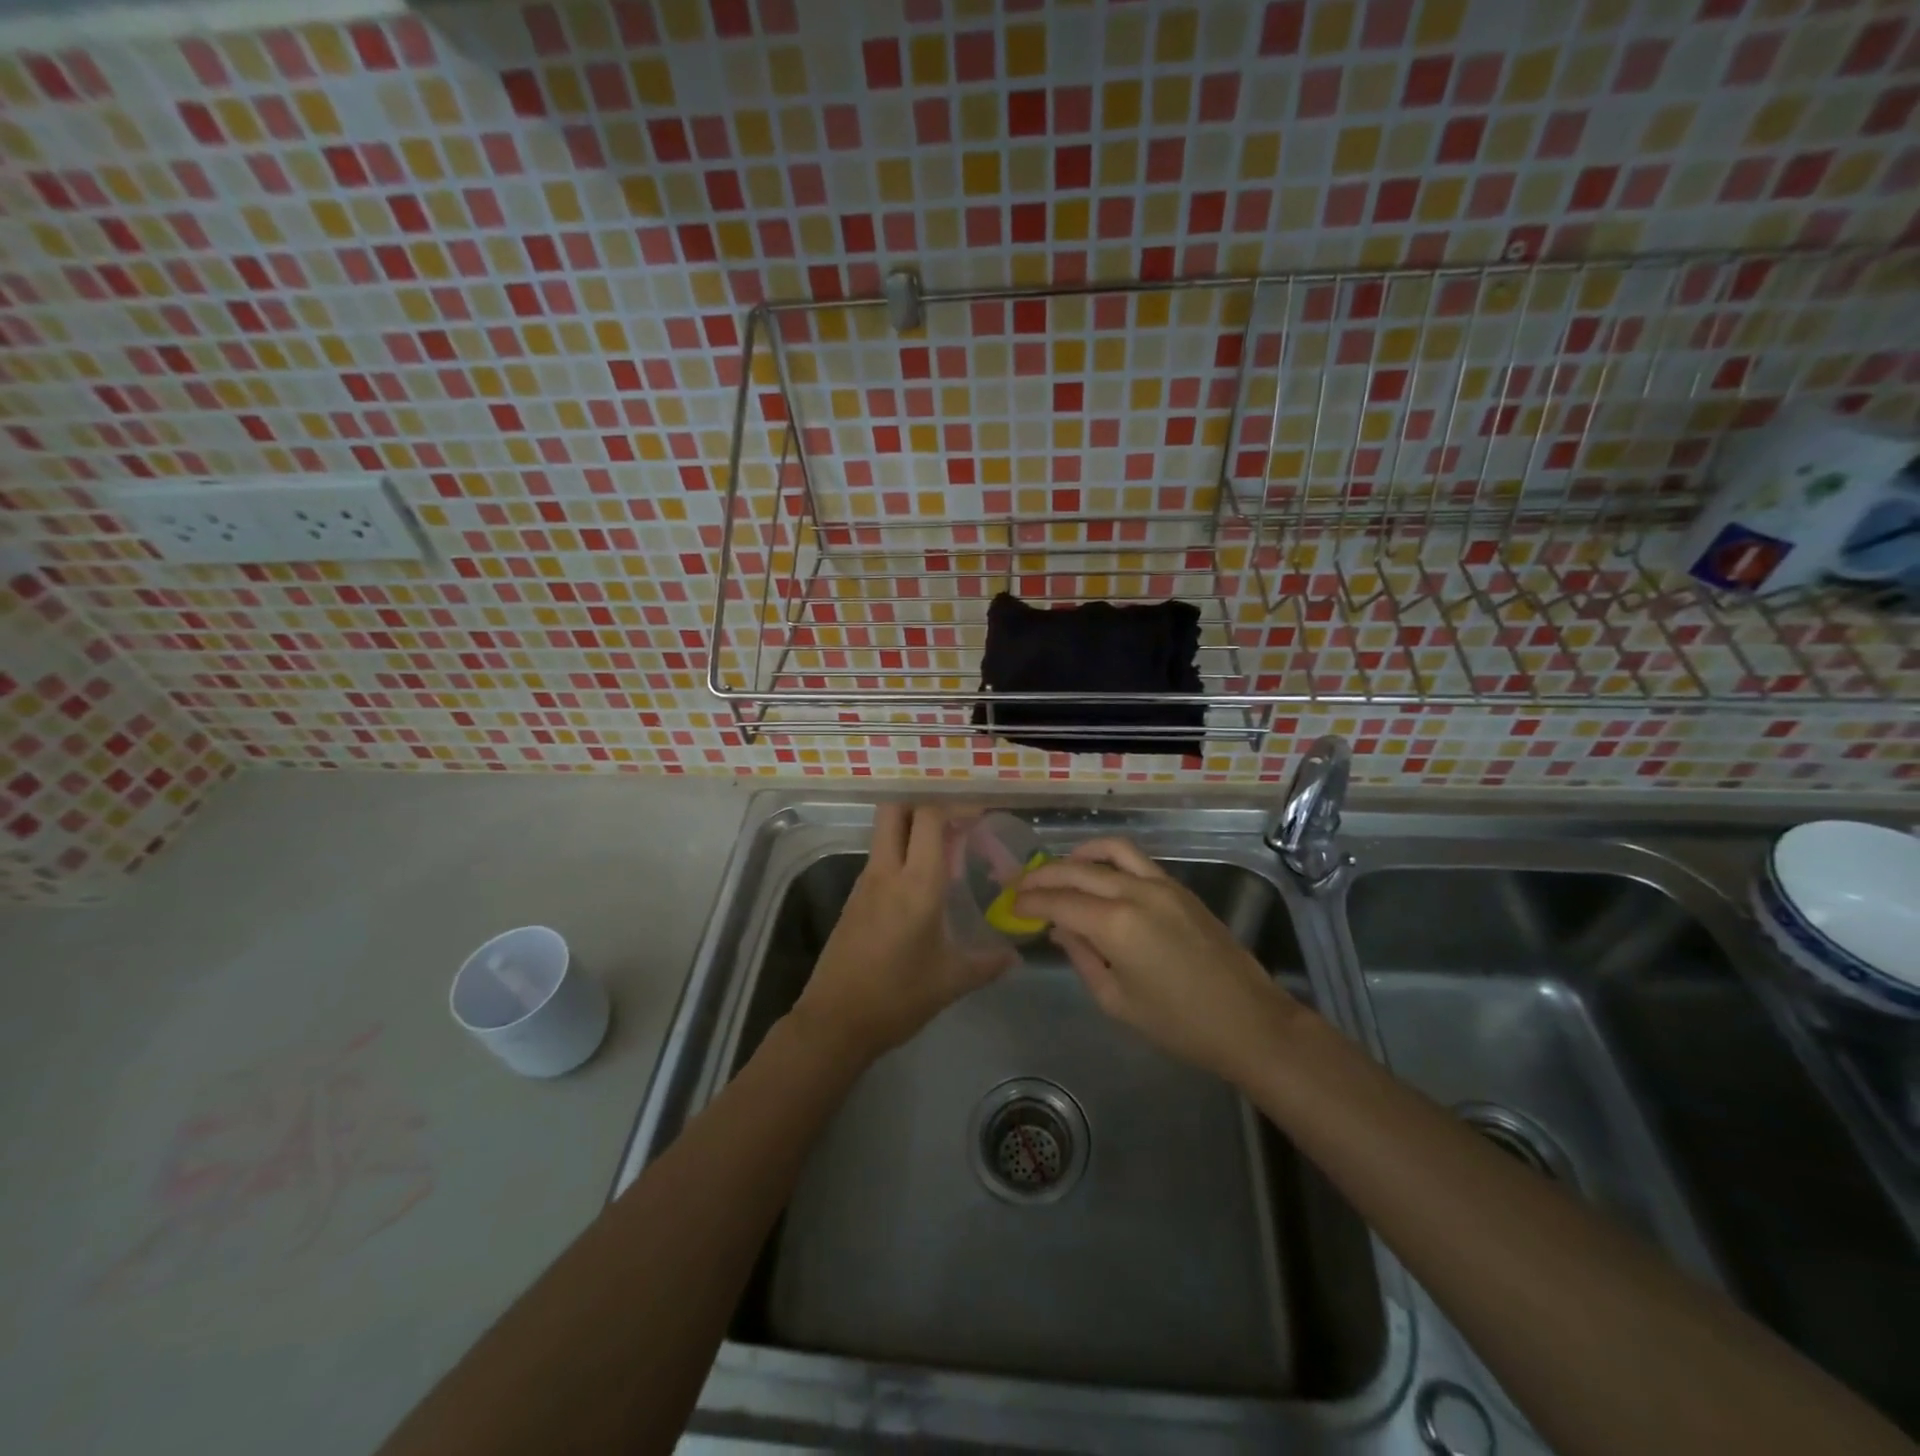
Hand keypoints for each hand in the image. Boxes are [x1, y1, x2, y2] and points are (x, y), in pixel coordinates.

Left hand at [793, 804, 1012, 1061]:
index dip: (954, 806)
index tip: (979, 813)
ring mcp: (865, 883)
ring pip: (885, 833)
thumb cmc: (897, 998)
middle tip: (955, 821)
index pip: (929, 817)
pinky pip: (880, 858)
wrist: (835, 1022)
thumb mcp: (951, 981)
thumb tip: (1015, 956)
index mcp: (916, 884)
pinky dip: (902, 854)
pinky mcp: (854, 899)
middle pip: (895, 809)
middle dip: (923, 804)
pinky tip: (923, 882)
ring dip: (912, 829)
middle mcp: (887, 872)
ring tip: (948, 850)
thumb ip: (988, 963)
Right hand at [1013, 837, 1298, 1080]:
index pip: (1059, 901)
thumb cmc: (1178, 1024)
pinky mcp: (1179, 887)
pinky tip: (1097, 874)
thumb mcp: (1116, 1000)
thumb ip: (1081, 957)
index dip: (1030, 901)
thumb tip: (1059, 929)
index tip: (1011, 904)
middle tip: (1021, 885)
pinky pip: (1135, 859)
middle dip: (1043, 875)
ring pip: (1109, 850)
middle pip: (1076, 870)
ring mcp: (1161, 885)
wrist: (1248, 1022)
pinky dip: (1108, 858)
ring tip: (1058, 869)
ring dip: (1077, 855)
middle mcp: (1135, 892)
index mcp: (1115, 925)